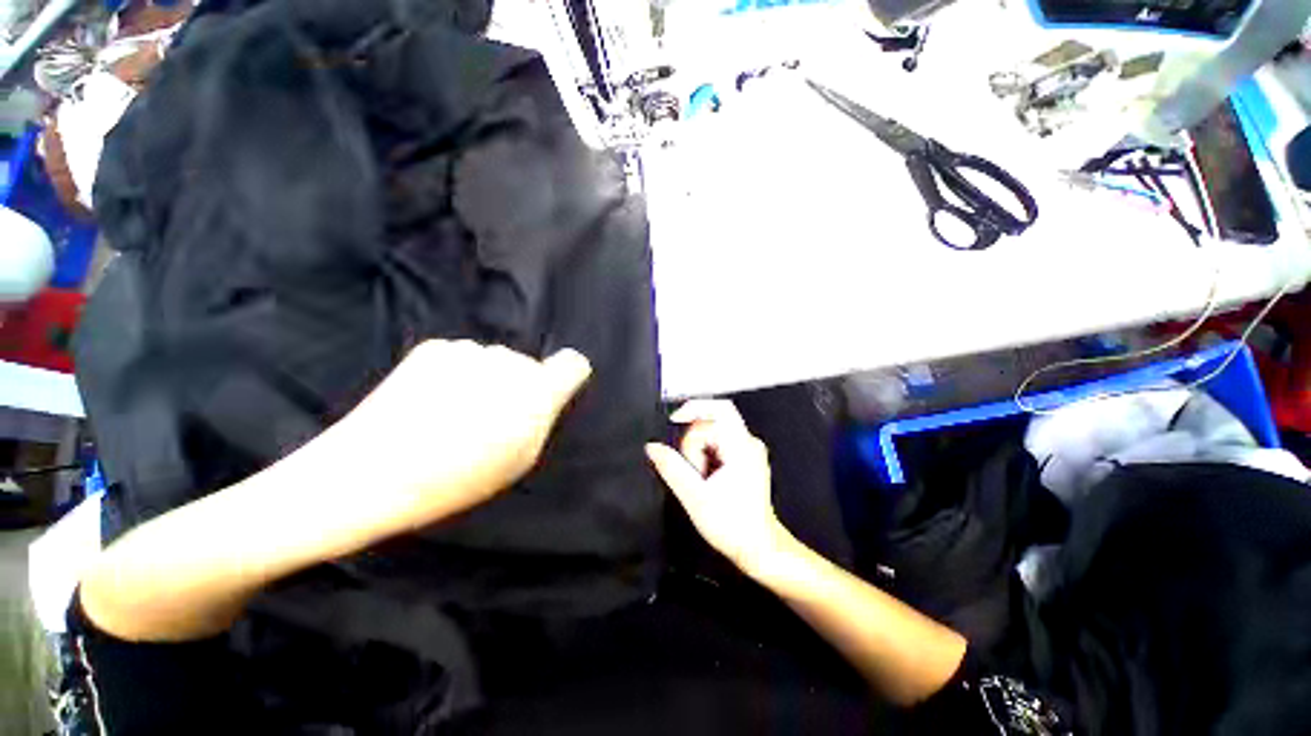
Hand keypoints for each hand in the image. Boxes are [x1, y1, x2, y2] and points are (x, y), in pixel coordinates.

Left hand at [304, 339, 591, 538]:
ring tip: (454, 412)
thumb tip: (545, 392)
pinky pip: (463, 358)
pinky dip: (456, 374)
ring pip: (494, 361)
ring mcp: (471, 350)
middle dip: (518, 385)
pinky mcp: (435, 347)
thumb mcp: (519, 459)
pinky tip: (431, 400)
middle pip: (528, 366)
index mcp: (537, 392)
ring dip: (486, 379)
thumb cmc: (457, 478)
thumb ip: (542, 418)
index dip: (567, 375)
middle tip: (490, 417)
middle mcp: (510, 362)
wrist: (370, 472)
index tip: (556, 388)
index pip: (573, 365)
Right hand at [646, 400, 796, 573]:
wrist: (759, 547)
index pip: (718, 409)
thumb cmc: (732, 526)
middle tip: (692, 469)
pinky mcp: (745, 458)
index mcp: (741, 447)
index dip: (693, 408)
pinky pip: (719, 443)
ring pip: (713, 433)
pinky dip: (706, 455)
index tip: (674, 421)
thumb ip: (671, 468)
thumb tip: (652, 448)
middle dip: (694, 442)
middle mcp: (748, 443)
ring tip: (701, 478)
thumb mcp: (694, 496)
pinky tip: (706, 476)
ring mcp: (748, 450)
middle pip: (712, 422)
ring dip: (699, 451)